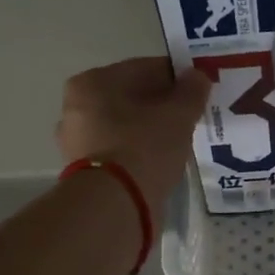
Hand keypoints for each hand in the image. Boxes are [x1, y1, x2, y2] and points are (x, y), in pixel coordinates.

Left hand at [57, 57, 211, 214]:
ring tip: (179, 140)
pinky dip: (139, 150)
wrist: (114, 205)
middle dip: (161, 104)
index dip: (176, 77)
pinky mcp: (84, 170)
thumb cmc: (143, 147)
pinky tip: (161, 159)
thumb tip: (198, 76)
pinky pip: (120, 150)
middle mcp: (76, 108)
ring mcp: (76, 141)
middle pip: (131, 98)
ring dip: (150, 128)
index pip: (143, 69)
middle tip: (191, 116)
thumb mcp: (178, 115)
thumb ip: (191, 91)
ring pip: (124, 125)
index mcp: (92, 82)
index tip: (198, 90)